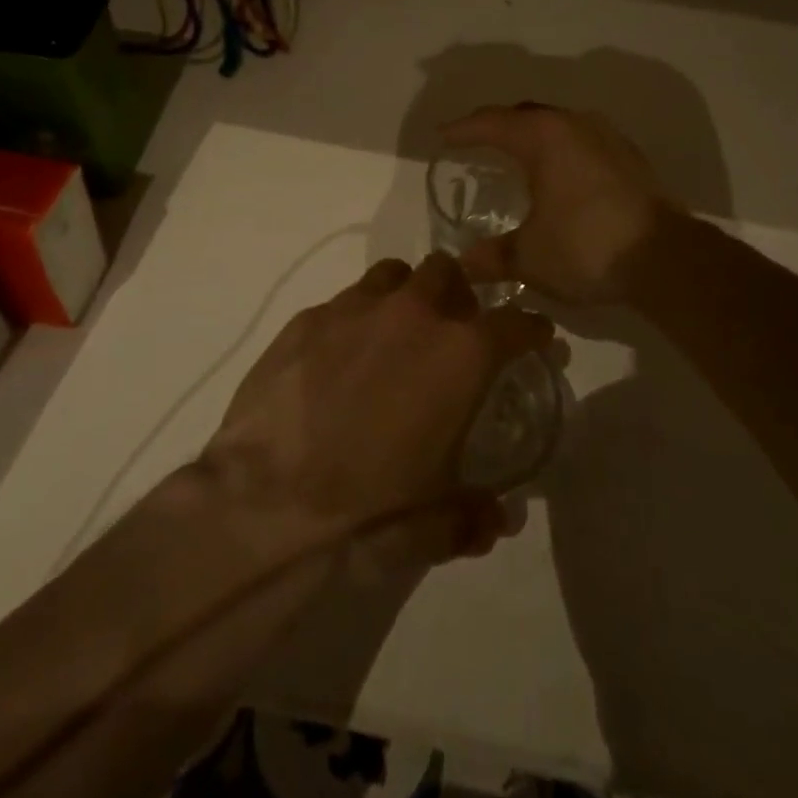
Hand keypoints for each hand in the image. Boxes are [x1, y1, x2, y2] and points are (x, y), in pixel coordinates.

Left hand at [203, 254, 552, 568]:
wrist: (265, 505)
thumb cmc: (369, 512)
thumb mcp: (435, 526)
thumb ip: (474, 515)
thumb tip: (496, 518)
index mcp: (461, 354)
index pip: (515, 322)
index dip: (529, 328)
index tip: (532, 336)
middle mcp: (412, 314)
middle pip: (447, 272)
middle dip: (456, 294)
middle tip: (449, 330)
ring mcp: (354, 308)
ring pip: (393, 276)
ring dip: (403, 296)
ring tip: (392, 335)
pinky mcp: (305, 319)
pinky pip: (342, 303)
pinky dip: (352, 321)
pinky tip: (336, 359)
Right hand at [439, 104, 677, 303]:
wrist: (667, 259)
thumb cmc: (587, 247)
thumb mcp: (529, 256)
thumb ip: (492, 256)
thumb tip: (464, 263)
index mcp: (544, 137)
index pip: (492, 123)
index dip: (462, 129)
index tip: (441, 136)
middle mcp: (576, 125)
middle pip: (526, 115)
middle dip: (496, 125)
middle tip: (473, 141)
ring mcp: (608, 138)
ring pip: (558, 125)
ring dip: (532, 135)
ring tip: (514, 154)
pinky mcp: (630, 159)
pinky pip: (582, 141)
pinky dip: (560, 150)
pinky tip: (558, 174)